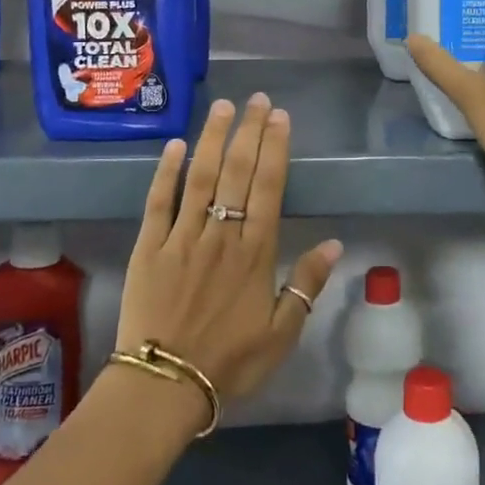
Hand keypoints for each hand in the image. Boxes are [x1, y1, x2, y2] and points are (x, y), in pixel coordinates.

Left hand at [116, 94, 342, 417]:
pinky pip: (158, 202)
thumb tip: (335, 243)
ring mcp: (182, 237)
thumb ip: (307, 285)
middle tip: (256, 99)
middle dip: (248, 132)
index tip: (279, 117)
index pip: (268, 187)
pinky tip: (175, 144)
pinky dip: (167, 171)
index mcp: (255, 252)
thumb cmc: (229, 361)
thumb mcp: (282, 333)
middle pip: (237, 172)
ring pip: (200, 177)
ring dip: (212, 138)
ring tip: (222, 106)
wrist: (165, 386)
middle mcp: (221, 234)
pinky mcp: (148, 247)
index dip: (275, 148)